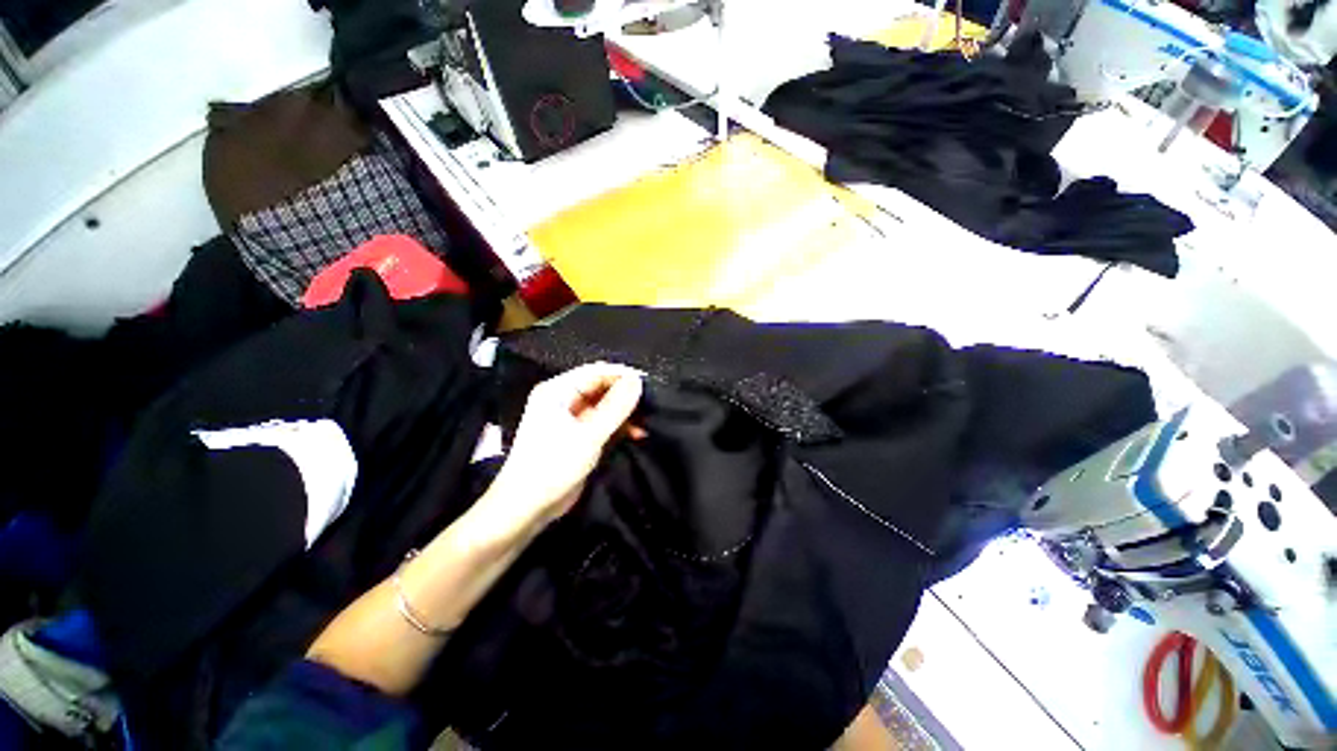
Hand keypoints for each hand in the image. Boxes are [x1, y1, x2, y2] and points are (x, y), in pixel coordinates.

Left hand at [483, 362, 643, 532]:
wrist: (527, 508)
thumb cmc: (553, 466)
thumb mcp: (589, 435)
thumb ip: (615, 407)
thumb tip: (638, 381)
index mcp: (557, 390)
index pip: (595, 371)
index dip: (622, 375)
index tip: (648, 383)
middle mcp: (563, 399)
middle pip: (601, 387)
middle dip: (625, 394)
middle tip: (651, 402)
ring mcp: (571, 418)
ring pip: (605, 405)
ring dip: (625, 412)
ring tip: (647, 420)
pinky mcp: (578, 436)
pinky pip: (603, 422)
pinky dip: (619, 426)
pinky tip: (637, 434)